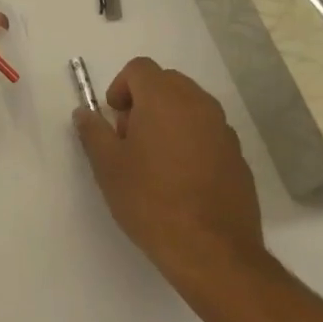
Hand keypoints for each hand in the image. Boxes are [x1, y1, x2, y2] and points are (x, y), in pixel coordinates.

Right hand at [74, 57, 266, 286]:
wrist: (213, 253)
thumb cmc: (151, 201)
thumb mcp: (108, 166)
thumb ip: (93, 132)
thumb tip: (84, 113)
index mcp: (164, 98)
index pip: (139, 68)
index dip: (120, 86)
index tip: (113, 119)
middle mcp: (198, 104)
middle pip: (166, 82)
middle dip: (145, 100)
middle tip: (130, 138)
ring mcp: (223, 130)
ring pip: (190, 106)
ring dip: (169, 119)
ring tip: (155, 161)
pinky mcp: (238, 157)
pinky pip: (208, 133)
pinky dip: (192, 141)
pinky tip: (182, 180)